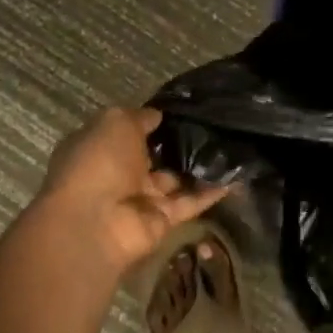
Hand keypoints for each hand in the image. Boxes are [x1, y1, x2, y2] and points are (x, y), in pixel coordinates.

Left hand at [16, 107, 227, 282]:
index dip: (151, 122)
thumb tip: (157, 115)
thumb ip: (139, 117)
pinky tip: (236, 175)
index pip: (127, 132)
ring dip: (200, 166)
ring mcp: (141, 199)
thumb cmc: (98, 163)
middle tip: (214, 125)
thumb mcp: (115, 123)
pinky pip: (190, 202)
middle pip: (154, 157)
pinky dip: (212, 191)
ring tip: (231, 145)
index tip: (182, 109)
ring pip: (176, 179)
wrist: (95, 223)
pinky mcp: (162, 220)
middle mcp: (119, 174)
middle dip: (179, 143)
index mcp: (100, 148)